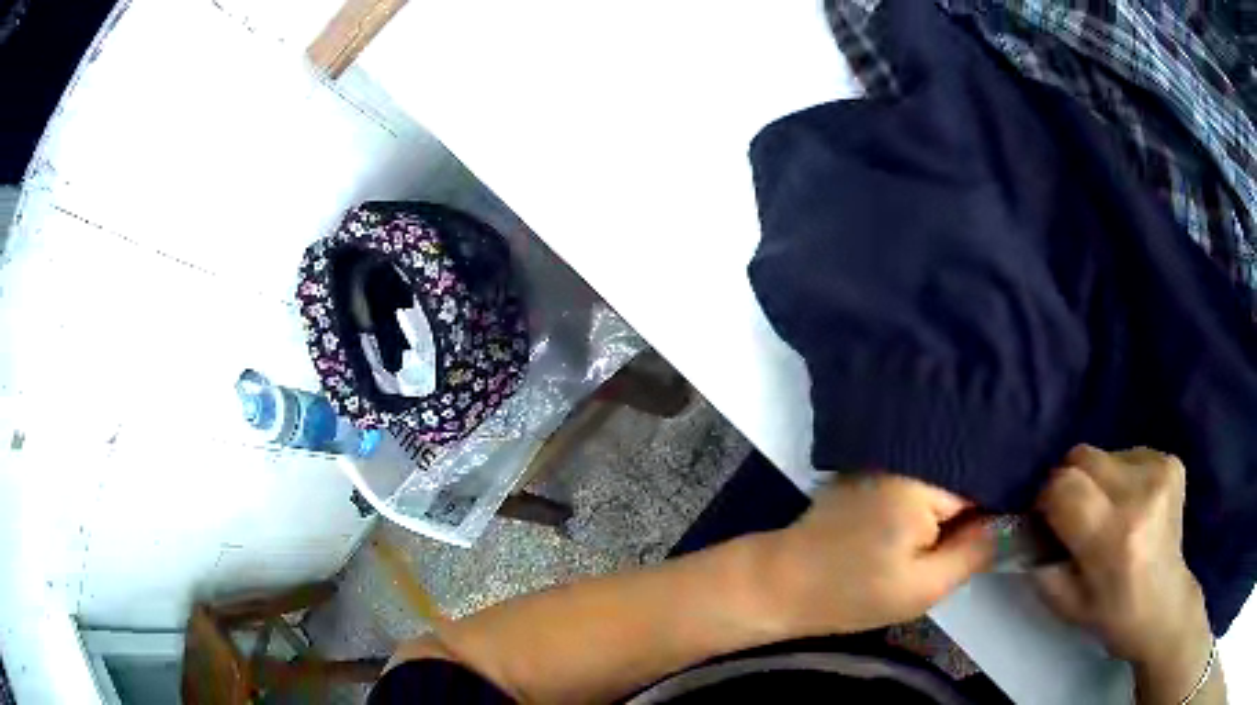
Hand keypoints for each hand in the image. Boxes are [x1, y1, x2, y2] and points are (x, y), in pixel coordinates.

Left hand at [765, 473, 993, 636]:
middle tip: (1009, 522)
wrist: (781, 584)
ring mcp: (887, 455)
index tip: (1028, 514)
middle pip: (968, 466)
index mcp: (924, 476)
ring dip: (964, 494)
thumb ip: (976, 551)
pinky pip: (923, 473)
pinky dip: (939, 492)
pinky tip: (946, 514)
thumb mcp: (924, 586)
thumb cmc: (851, 592)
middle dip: (989, 494)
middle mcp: (907, 453)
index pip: (989, 472)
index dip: (1011, 495)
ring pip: (947, 469)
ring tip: (982, 519)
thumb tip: (1014, 522)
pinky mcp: (875, 468)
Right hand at [1034, 446, 1217, 702]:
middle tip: (1076, 514)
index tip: (1047, 518)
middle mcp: (1140, 495)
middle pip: (1083, 457)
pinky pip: (1130, 453)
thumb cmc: (1111, 614)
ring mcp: (1161, 473)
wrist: (1163, 606)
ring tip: (1110, 513)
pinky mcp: (1172, 463)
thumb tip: (1026, 525)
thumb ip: (1041, 561)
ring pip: (1105, 453)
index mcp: (1113, 538)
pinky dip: (1122, 475)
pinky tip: (1132, 504)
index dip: (1047, 499)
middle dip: (1069, 481)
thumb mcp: (1065, 603)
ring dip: (1097, 480)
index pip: (1063, 487)